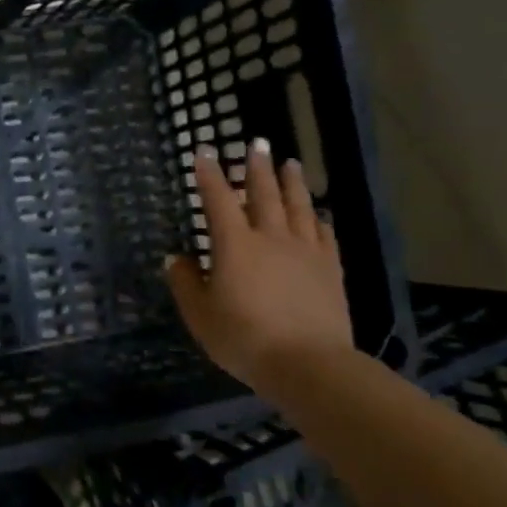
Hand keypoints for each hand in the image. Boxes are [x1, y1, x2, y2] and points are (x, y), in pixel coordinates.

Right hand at [165, 140, 354, 394]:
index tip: (204, 151)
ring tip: (290, 163)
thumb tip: (176, 258)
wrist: (308, 364)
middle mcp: (271, 237)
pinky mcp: (330, 269)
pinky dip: (319, 219)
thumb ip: (185, 283)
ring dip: (292, 182)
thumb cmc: (245, 339)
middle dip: (257, 166)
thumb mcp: (200, 315)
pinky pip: (325, 235)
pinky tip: (318, 214)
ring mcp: (305, 251)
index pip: (218, 199)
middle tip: (257, 142)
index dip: (209, 174)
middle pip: (264, 193)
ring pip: (298, 206)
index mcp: (235, 245)